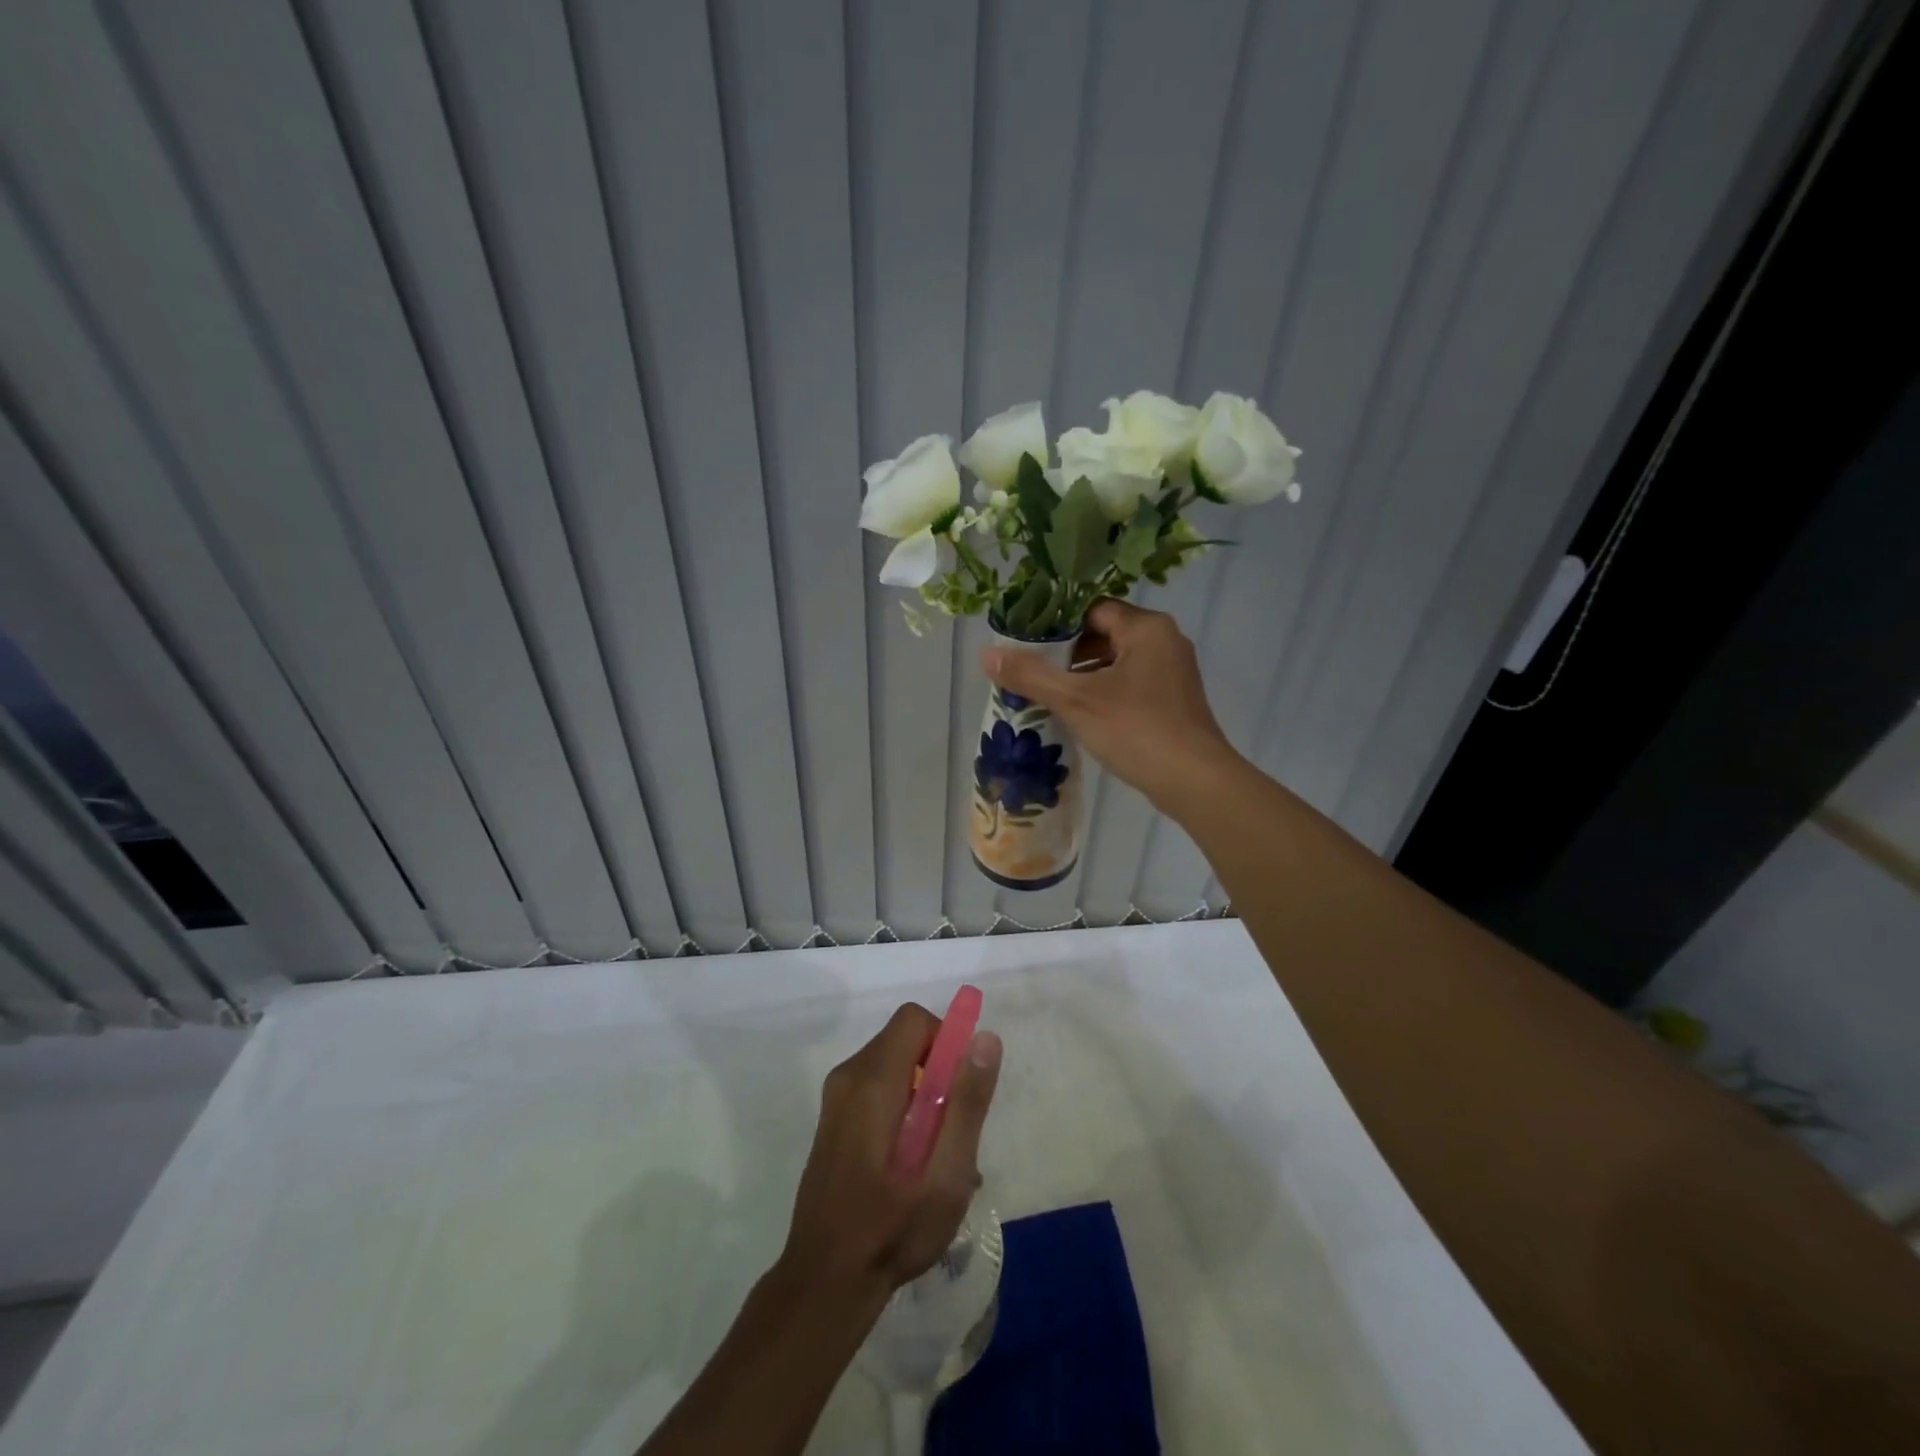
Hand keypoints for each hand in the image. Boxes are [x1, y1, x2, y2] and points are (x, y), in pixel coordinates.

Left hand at [776, 1003, 1002, 1308]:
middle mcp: (848, 1076)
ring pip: (894, 1065)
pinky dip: (903, 1108)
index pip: (914, 1019)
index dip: (946, 1040)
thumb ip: (966, 1103)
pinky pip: (878, 1088)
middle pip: (905, 1040)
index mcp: (873, 1081)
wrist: (824, 1282)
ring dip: (924, 1095)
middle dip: (938, 1072)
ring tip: (937, 1158)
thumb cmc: (892, 1230)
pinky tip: (913, 1165)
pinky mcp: (834, 1119)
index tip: (960, 1090)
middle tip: (952, 1132)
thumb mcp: (945, 1173)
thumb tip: (985, 1038)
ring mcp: (836, 1098)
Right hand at [982, 599, 1241, 812]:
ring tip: (1048, 693)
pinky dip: (1104, 691)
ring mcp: (1173, 672)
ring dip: (1084, 675)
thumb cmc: (1136, 730)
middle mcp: (1165, 641)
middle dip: (1067, 652)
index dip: (1057, 623)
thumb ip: (1030, 675)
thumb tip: (985, 654)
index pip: (1093, 609)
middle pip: (1105, 633)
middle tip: (1032, 669)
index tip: (1026, 642)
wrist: (1194, 781)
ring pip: (1117, 661)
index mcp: (1146, 628)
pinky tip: (1079, 713)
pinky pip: (1131, 683)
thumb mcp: (1076, 700)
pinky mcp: (1174, 700)